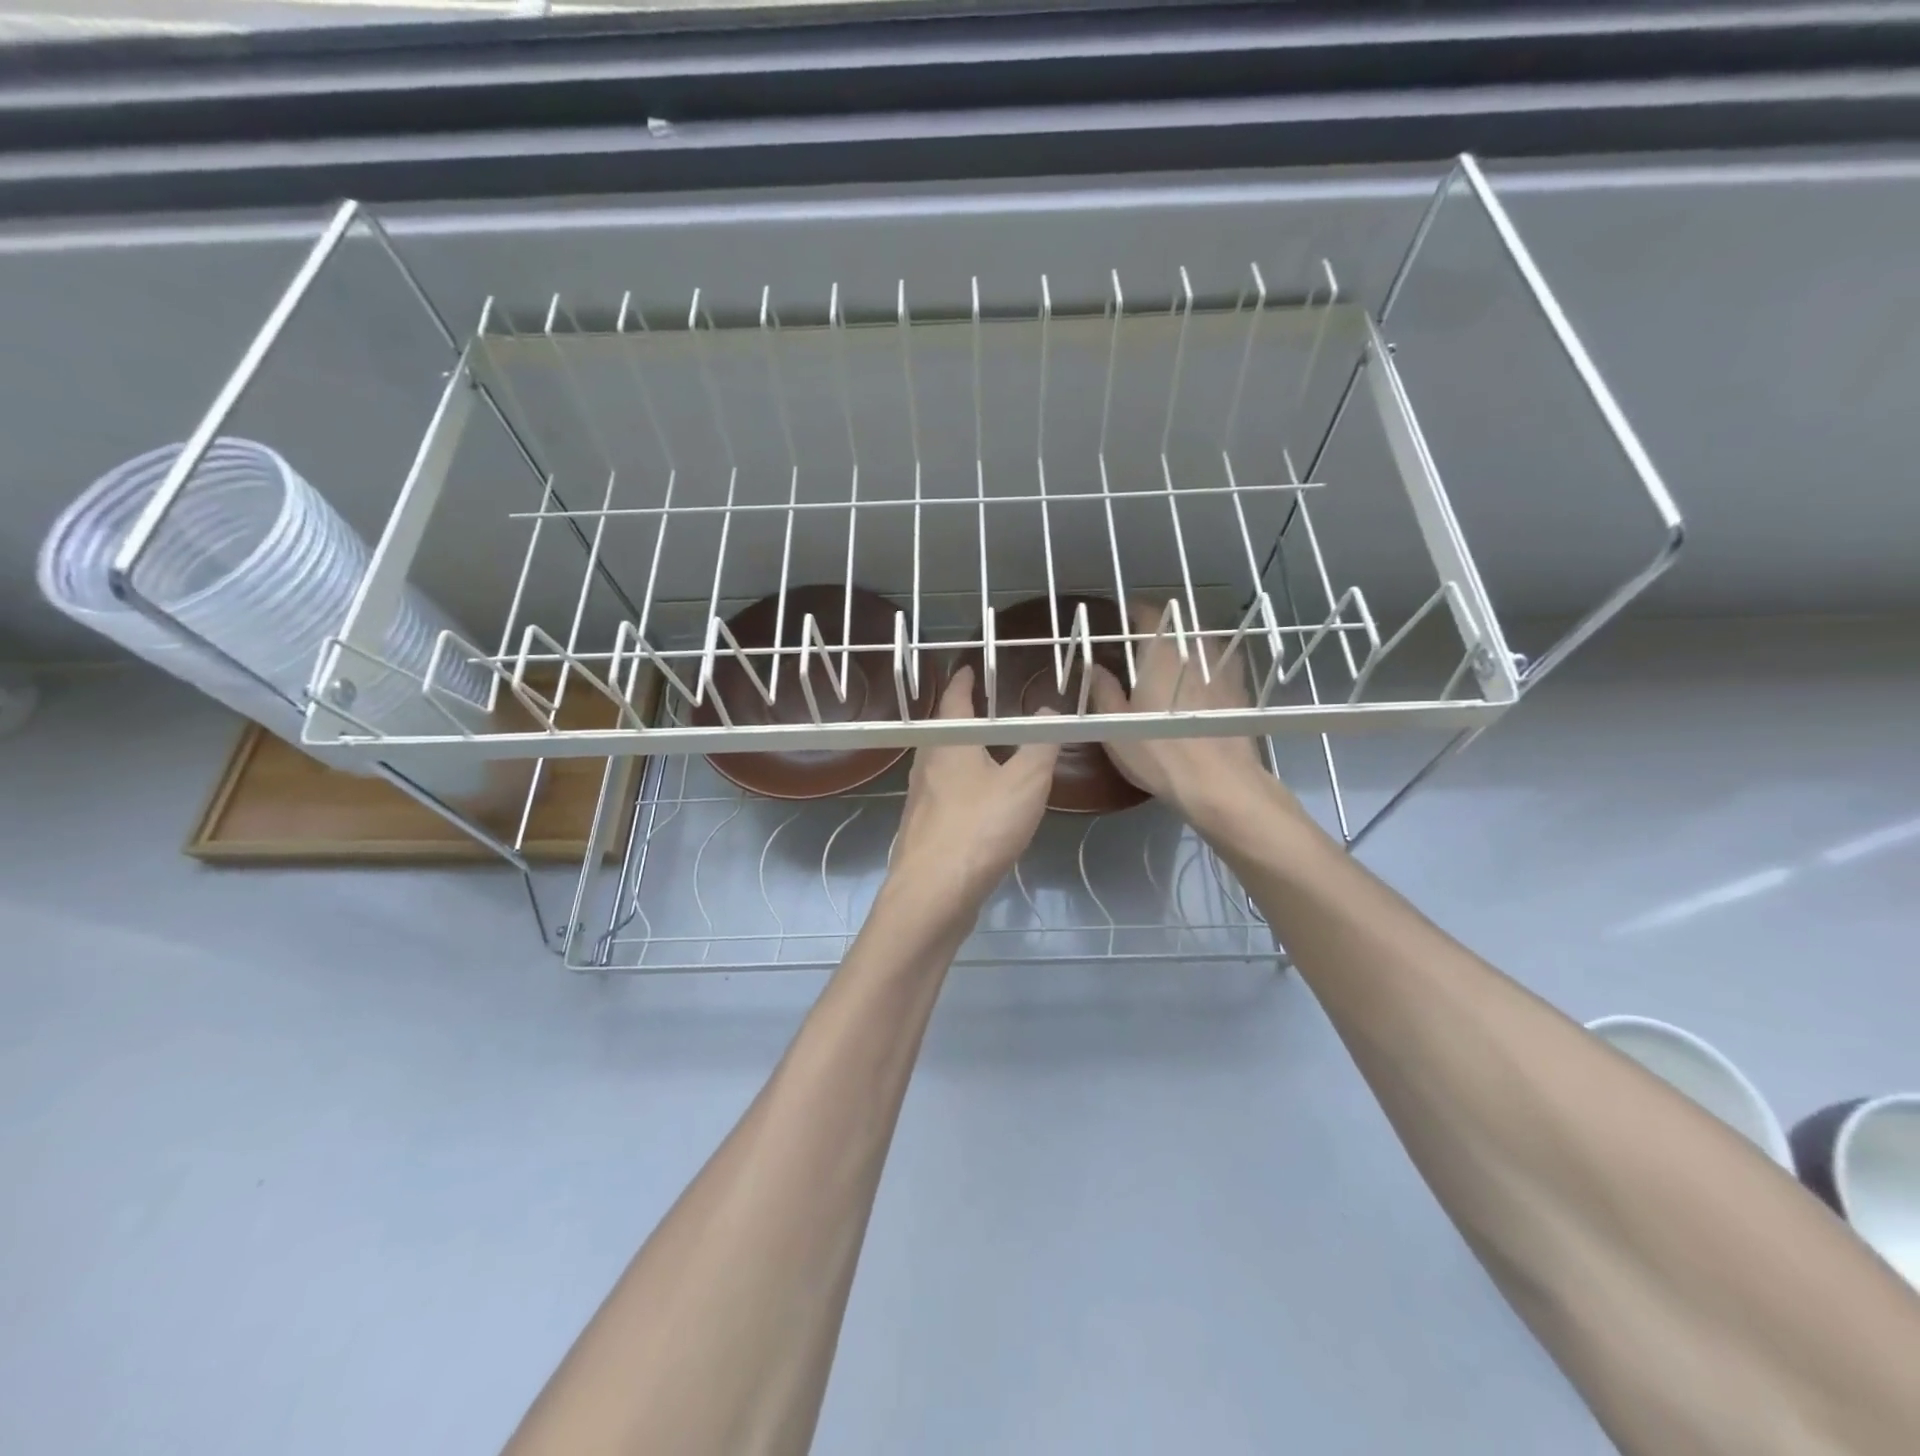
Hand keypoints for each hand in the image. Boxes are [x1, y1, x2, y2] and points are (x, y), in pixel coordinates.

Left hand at [890, 665, 1059, 910]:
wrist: (932, 895)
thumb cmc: (979, 828)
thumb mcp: (1025, 782)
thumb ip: (1040, 745)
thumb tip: (1049, 712)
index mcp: (948, 743)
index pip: (953, 699)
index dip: (964, 681)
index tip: (971, 668)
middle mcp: (926, 765)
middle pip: (944, 732)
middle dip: (964, 718)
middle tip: (987, 709)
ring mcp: (920, 801)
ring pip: (942, 766)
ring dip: (962, 754)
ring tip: (989, 753)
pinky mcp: (923, 832)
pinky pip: (945, 797)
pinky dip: (962, 788)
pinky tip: (980, 805)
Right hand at [1089, 600, 1275, 826]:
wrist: (1220, 782)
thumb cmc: (1158, 750)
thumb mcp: (1115, 724)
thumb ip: (1101, 689)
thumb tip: (1090, 665)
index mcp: (1160, 650)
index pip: (1146, 612)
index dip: (1130, 611)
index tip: (1118, 620)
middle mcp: (1194, 648)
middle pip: (1176, 624)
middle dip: (1157, 629)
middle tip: (1139, 646)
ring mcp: (1223, 667)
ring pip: (1200, 642)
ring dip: (1183, 646)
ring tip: (1168, 664)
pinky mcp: (1240, 689)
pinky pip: (1219, 665)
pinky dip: (1205, 667)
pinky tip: (1197, 687)